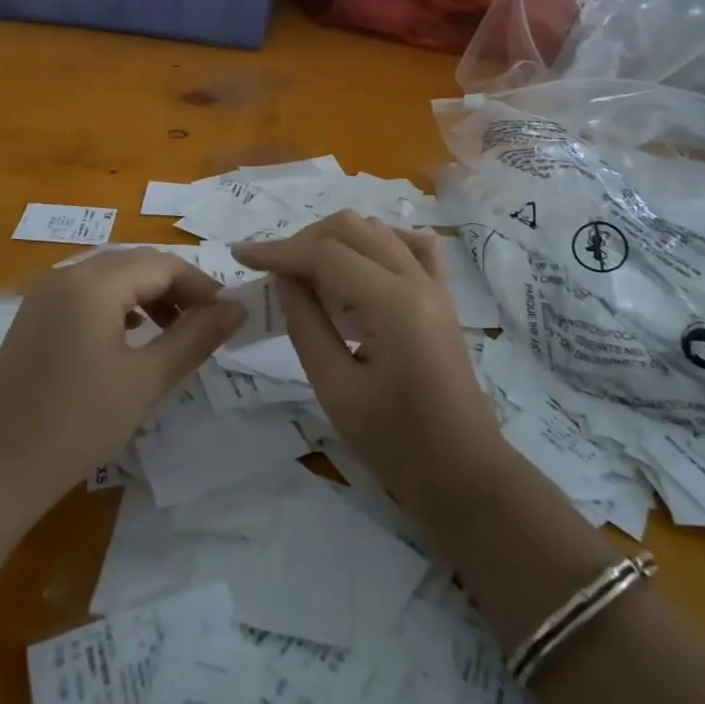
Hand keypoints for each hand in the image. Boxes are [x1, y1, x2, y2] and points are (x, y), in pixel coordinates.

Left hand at [0, 250, 243, 514]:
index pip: (162, 264)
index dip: (201, 285)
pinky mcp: (33, 318)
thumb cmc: (76, 424)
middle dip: (176, 288)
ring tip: (173, 333)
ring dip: (148, 296)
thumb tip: (237, 309)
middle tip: (206, 325)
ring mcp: (44, 296)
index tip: (228, 316)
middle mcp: (66, 275)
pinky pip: (86, 295)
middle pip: (135, 264)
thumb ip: (195, 338)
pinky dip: (118, 307)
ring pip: (110, 278)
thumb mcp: (145, 381)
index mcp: (93, 283)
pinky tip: (129, 340)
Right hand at [235, 213, 507, 514]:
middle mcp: (417, 280)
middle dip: (304, 241)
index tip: (241, 255)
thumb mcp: (336, 390)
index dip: (278, 251)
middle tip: (273, 272)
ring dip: (335, 240)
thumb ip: (306, 326)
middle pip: (351, 229)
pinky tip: (357, 263)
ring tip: (307, 273)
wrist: (464, 474)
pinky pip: (409, 245)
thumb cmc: (396, 444)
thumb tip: (284, 279)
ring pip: (376, 230)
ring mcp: (434, 284)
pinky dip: (375, 242)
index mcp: (393, 305)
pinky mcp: (441, 295)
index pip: (326, 255)